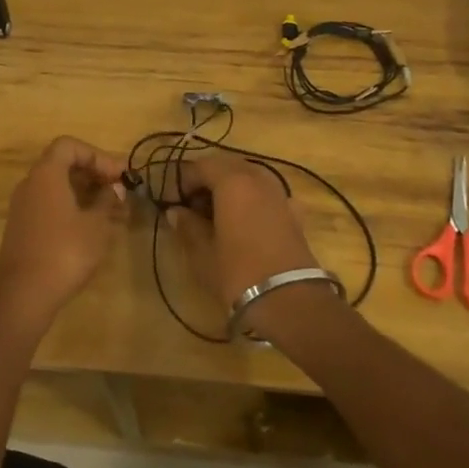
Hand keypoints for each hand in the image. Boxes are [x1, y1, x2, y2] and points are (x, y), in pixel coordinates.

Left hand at [0, 137, 129, 329]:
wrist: (22, 294)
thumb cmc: (64, 251)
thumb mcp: (96, 225)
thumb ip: (107, 201)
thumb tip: (115, 189)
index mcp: (46, 174)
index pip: (69, 146)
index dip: (96, 155)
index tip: (118, 176)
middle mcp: (30, 184)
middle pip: (62, 164)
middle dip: (93, 174)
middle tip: (118, 191)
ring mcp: (23, 207)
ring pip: (57, 187)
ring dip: (84, 193)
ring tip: (112, 211)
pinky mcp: (22, 228)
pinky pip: (49, 205)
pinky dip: (71, 208)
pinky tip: (91, 228)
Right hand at [169, 154, 319, 307]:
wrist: (291, 302)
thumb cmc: (238, 273)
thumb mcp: (203, 252)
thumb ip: (188, 226)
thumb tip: (175, 212)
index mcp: (232, 181)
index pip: (202, 165)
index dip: (184, 180)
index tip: (174, 200)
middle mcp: (258, 179)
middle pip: (228, 166)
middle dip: (208, 180)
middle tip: (193, 205)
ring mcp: (279, 194)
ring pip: (250, 178)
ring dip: (231, 188)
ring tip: (217, 214)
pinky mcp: (294, 213)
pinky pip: (267, 195)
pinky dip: (252, 200)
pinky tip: (246, 222)